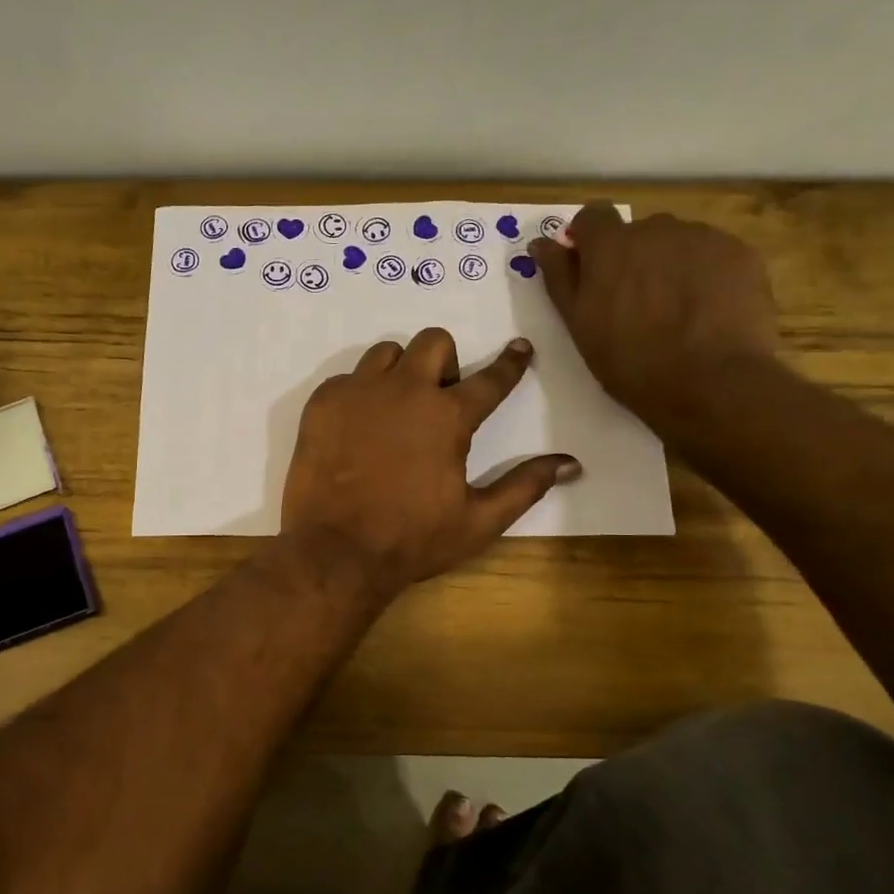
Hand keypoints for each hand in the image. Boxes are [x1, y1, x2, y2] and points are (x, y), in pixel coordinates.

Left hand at [279, 328, 579, 594]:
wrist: (336, 551)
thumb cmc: (412, 539)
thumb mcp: (478, 521)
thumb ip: (525, 486)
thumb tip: (571, 463)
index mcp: (448, 416)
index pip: (491, 379)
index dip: (511, 362)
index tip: (519, 348)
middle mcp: (405, 389)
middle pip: (434, 342)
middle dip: (445, 362)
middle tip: (439, 399)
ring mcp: (359, 392)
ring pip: (386, 353)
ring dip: (399, 372)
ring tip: (395, 410)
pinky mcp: (322, 402)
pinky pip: (347, 378)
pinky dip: (358, 394)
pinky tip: (356, 429)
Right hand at [531, 205, 777, 428]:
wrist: (710, 382)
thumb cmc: (630, 361)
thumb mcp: (580, 325)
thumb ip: (559, 277)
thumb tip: (540, 243)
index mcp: (610, 246)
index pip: (592, 216)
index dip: (589, 240)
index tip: (591, 267)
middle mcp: (655, 228)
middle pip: (637, 233)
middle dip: (633, 258)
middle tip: (637, 303)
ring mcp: (702, 237)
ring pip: (677, 242)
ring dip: (670, 265)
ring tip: (677, 310)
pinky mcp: (739, 253)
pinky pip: (713, 254)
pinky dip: (705, 274)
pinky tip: (707, 311)